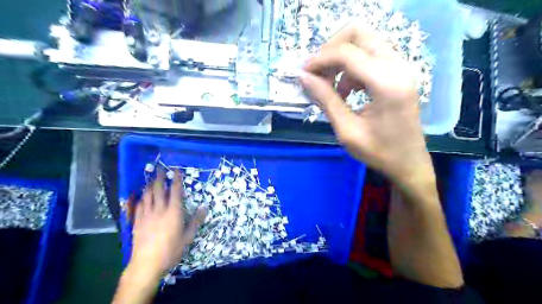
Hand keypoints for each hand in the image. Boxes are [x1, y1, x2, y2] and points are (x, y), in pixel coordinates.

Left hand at [129, 172, 207, 277]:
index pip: (175, 191)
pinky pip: (138, 205)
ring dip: (150, 185)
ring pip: (147, 195)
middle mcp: (159, 209)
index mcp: (173, 212)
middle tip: (161, 169)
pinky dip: (140, 197)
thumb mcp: (188, 237)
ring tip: (152, 179)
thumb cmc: (171, 250)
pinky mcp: (137, 221)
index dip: (176, 180)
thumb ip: (196, 221)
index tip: (177, 171)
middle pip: (159, 189)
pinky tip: (140, 196)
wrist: (147, 264)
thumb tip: (204, 207)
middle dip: (160, 178)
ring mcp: (146, 215)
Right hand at [300, 22, 432, 184]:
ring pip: (364, 42)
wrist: (408, 162)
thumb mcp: (346, 130)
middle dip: (331, 49)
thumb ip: (326, 100)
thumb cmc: (378, 152)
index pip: (347, 53)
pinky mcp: (398, 72)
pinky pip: (370, 55)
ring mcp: (401, 67)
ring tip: (330, 86)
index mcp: (386, 84)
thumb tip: (303, 77)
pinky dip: (352, 67)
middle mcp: (397, 67)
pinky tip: (346, 90)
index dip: (320, 59)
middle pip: (358, 33)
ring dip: (341, 58)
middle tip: (317, 72)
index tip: (303, 73)